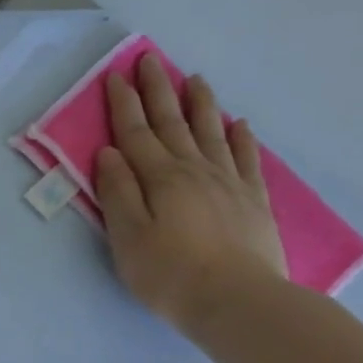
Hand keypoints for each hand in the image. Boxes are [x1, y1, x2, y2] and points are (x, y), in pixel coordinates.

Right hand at [93, 54, 286, 335]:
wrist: (237, 302)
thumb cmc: (170, 274)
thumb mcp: (127, 237)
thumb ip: (117, 192)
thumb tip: (109, 152)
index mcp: (160, 178)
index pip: (136, 132)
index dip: (124, 104)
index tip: (116, 75)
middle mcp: (194, 170)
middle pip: (173, 123)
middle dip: (158, 90)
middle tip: (150, 60)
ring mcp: (228, 183)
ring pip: (211, 132)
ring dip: (200, 104)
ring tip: (194, 79)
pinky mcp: (252, 201)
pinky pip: (246, 158)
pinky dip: (241, 137)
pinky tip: (239, 124)